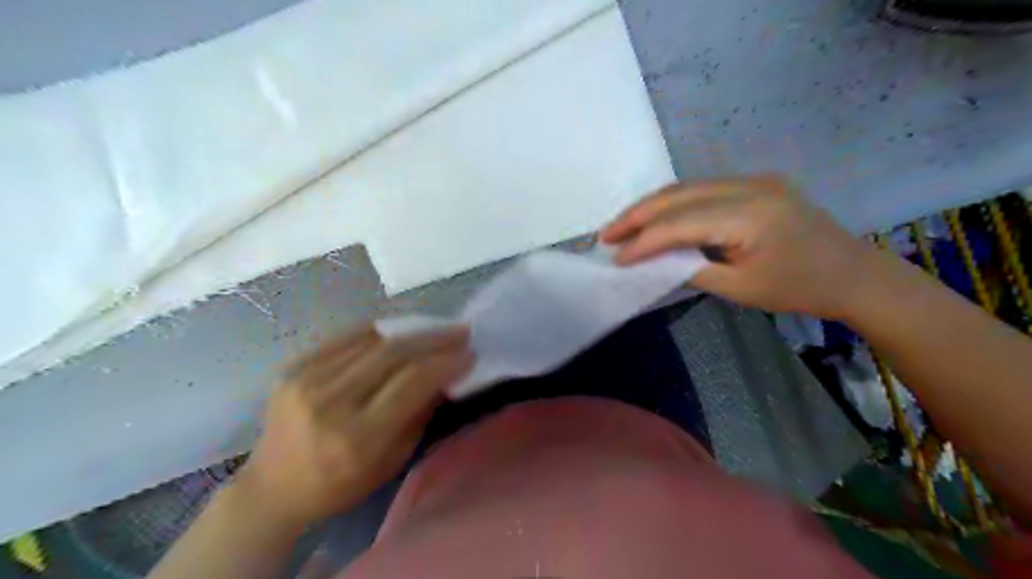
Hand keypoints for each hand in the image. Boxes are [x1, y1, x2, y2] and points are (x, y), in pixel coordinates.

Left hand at [233, 325, 469, 529]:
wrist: (272, 488)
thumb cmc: (340, 485)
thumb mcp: (392, 461)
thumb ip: (420, 414)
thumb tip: (444, 375)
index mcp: (357, 437)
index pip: (411, 382)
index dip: (445, 363)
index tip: (469, 354)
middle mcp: (330, 402)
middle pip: (394, 354)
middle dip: (434, 339)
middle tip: (460, 333)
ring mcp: (306, 379)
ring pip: (372, 340)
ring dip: (412, 330)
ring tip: (436, 328)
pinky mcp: (292, 367)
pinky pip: (346, 337)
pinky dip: (379, 331)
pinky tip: (400, 329)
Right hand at [603, 175, 882, 317]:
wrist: (853, 274)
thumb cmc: (799, 289)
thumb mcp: (740, 289)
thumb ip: (692, 270)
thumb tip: (653, 262)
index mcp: (751, 215)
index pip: (681, 223)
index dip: (644, 241)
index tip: (616, 258)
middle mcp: (750, 186)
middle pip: (678, 195)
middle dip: (637, 215)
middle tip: (605, 234)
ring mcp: (754, 179)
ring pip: (686, 187)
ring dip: (651, 207)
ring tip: (622, 227)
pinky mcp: (755, 183)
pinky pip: (702, 190)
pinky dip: (673, 205)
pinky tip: (655, 219)